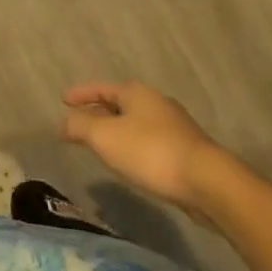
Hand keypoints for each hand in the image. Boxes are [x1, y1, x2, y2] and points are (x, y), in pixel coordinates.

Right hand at [62, 81, 224, 214]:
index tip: (63, 100)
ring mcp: (175, 126)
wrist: (208, 182)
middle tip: (81, 123)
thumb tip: (64, 122)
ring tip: (104, 145)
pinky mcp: (187, 150)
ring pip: (136, 123)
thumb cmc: (150, 152)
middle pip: (119, 103)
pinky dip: (135, 146)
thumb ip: (80, 126)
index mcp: (135, 92)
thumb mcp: (105, 137)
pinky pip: (151, 141)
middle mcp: (155, 102)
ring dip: (118, 131)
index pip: (100, 88)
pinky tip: (133, 162)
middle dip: (99, 112)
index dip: (80, 94)